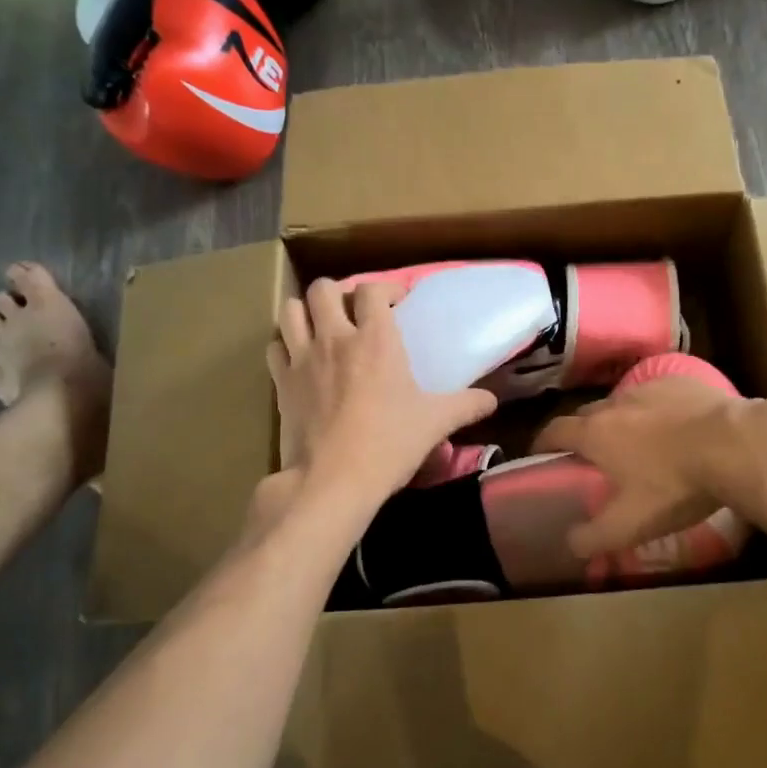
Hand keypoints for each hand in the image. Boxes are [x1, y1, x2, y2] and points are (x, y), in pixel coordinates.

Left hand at [268, 278, 497, 500]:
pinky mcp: (281, 383)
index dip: (385, 288)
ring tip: (320, 326)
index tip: (396, 302)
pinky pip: (275, 347)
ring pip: (290, 309)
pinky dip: (285, 346)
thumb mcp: (435, 422)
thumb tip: (492, 400)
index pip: (373, 289)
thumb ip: (466, 405)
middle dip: (338, 292)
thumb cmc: (389, 444)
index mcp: (375, 339)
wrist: (333, 480)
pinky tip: (299, 359)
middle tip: (353, 311)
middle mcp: (335, 337)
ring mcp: (302, 358)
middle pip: (323, 289)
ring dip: (305, 311)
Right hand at [532, 376, 751, 556]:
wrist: (733, 445)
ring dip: (623, 420)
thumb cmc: (674, 485)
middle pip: (587, 414)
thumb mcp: (631, 524)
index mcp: (596, 433)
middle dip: (584, 433)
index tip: (541, 455)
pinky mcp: (683, 381)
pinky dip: (658, 410)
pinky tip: (677, 427)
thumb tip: (570, 544)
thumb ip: (595, 536)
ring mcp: (650, 387)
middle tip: (594, 457)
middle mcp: (615, 403)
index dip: (543, 443)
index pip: (554, 431)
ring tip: (639, 443)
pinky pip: (659, 395)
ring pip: (625, 403)